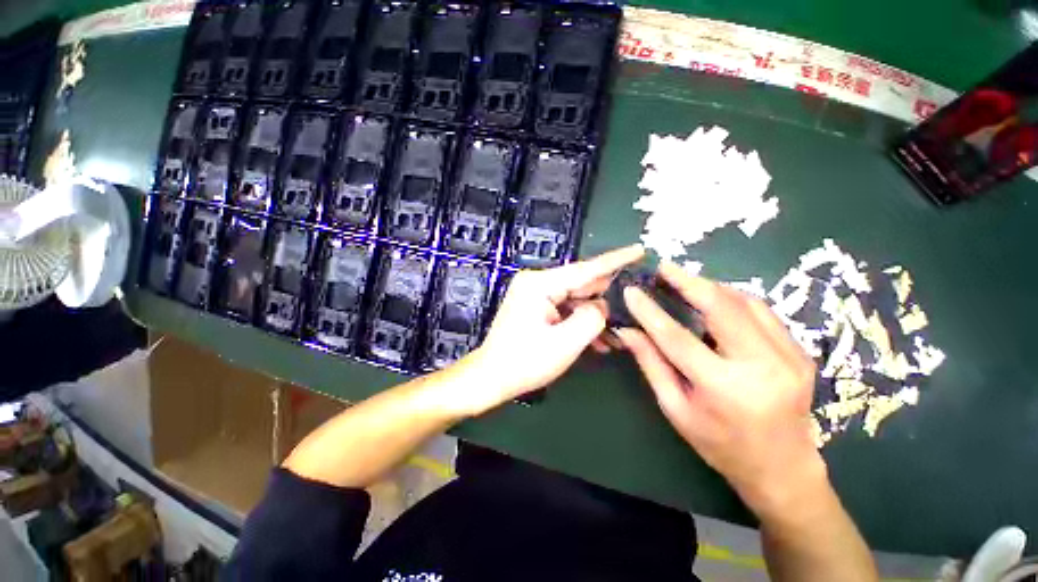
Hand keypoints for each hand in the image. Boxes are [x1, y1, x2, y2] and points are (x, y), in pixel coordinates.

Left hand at [459, 245, 643, 414]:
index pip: (585, 269)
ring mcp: (535, 294)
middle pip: (581, 285)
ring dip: (593, 318)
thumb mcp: (565, 343)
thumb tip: (601, 305)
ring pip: (575, 300)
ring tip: (614, 339)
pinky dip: (579, 322)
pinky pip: (565, 309)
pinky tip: (597, 342)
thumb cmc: (525, 362)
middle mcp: (537, 282)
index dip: (616, 260)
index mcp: (540, 284)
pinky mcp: (536, 307)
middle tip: (630, 314)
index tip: (640, 250)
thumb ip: (592, 318)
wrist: (491, 378)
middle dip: (604, 300)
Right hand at [617, 262, 823, 514]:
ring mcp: (789, 357)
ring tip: (685, 282)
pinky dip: (733, 300)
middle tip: (664, 268)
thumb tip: (627, 331)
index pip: (677, 338)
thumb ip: (651, 364)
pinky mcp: (800, 353)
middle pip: (721, 307)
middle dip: (689, 281)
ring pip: (745, 303)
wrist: (783, 468)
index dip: (650, 311)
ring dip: (711, 288)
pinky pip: (761, 313)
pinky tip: (715, 301)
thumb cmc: (719, 444)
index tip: (632, 291)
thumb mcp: (676, 408)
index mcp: (724, 389)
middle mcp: (762, 367)